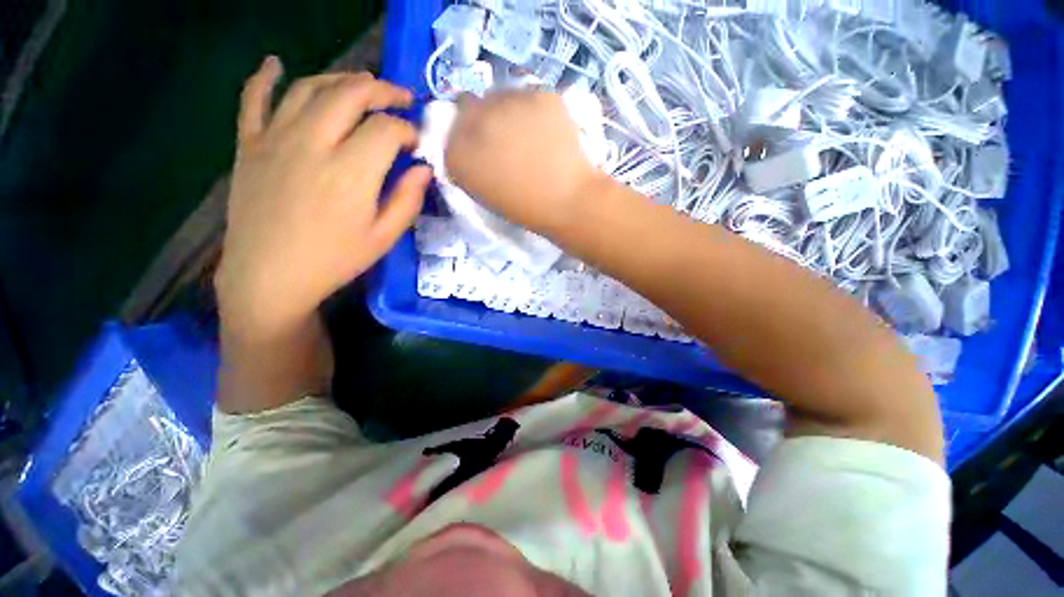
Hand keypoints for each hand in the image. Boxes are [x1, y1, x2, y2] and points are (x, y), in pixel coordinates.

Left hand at [216, 57, 431, 338]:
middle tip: (399, 98)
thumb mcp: (383, 238)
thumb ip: (407, 200)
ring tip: (361, 84)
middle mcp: (313, 142)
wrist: (270, 276)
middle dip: (381, 91)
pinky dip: (264, 76)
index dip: (407, 130)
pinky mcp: (249, 144)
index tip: (416, 143)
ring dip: (341, 79)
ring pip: (309, 88)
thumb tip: (423, 170)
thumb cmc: (334, 260)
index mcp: (351, 171)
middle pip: (350, 94)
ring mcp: (275, 138)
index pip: (386, 129)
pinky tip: (275, 63)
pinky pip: (253, 99)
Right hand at [445, 91, 603, 234]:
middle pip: (469, 104)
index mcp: (458, 152)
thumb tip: (471, 144)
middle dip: (482, 118)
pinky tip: (548, 131)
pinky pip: (530, 96)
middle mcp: (475, 120)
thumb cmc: (526, 208)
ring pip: (500, 95)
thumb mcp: (485, 192)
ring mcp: (508, 101)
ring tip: (530, 135)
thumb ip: (470, 164)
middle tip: (505, 137)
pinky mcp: (539, 93)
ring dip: (508, 110)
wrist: (568, 201)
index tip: (482, 148)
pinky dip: (535, 110)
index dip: (466, 135)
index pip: (450, 128)